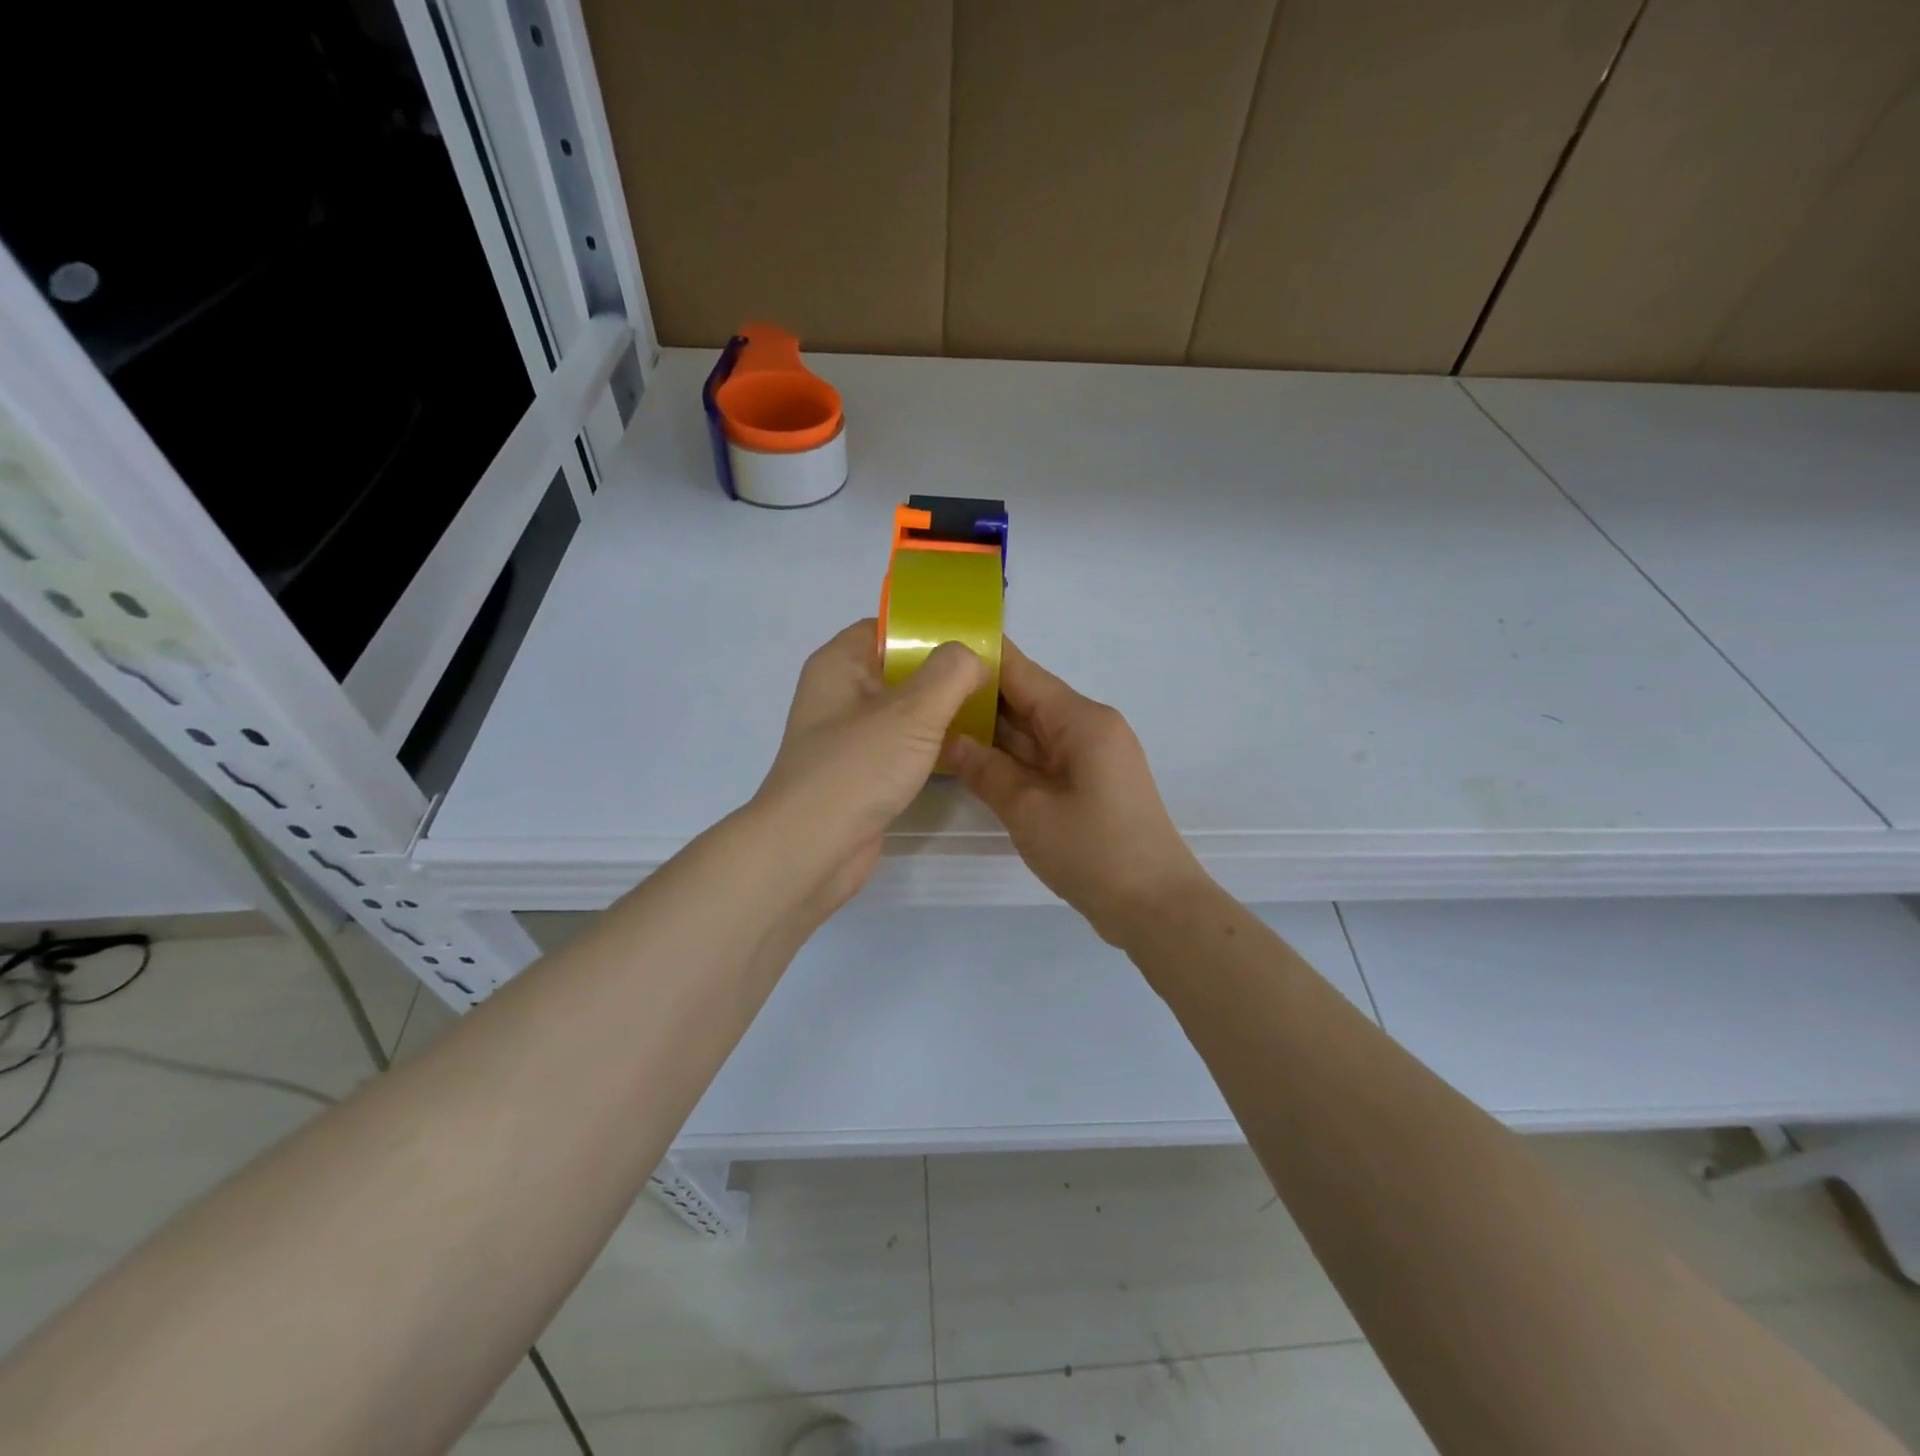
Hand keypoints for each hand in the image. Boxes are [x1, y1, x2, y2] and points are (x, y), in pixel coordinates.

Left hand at [752, 619, 988, 919]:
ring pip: (902, 711)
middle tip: (992, 679)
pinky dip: (927, 744)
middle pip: (899, 669)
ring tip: (987, 711)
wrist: (810, 850)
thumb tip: (973, 658)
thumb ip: (950, 673)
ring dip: (939, 712)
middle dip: (944, 673)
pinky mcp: (860, 773)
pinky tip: (962, 749)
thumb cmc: (856, 769)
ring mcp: (848, 737)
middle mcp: (839, 695)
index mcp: (839, 665)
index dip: (930, 630)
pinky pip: (900, 746)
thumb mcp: (911, 711)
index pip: (888, 628)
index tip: (975, 642)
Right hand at [947, 641, 1207, 944]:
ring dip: (992, 729)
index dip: (980, 658)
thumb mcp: (1028, 810)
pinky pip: (1043, 757)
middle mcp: (1089, 727)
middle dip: (978, 695)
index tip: (935, 646)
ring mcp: (1091, 756)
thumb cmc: (1093, 851)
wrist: (1155, 906)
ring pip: (1033, 731)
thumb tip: (949, 740)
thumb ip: (986, 770)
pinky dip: (1011, 756)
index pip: (1022, 673)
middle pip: (1027, 699)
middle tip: (922, 691)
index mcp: (1081, 720)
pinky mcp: (1090, 783)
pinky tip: (973, 758)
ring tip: (936, 719)